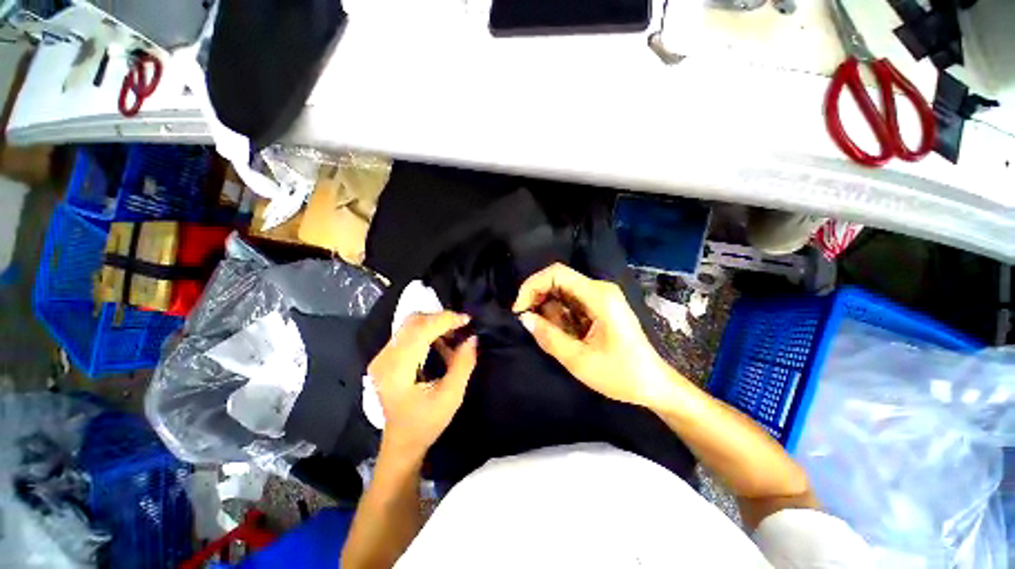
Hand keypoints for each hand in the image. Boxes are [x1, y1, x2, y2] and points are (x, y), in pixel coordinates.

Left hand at [367, 311, 477, 457]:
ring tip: (453, 335)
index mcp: (397, 370)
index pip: (420, 330)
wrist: (402, 442)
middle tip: (462, 327)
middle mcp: (384, 358)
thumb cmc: (426, 423)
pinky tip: (440, 342)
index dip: (445, 320)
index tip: (467, 320)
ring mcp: (382, 357)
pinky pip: (408, 333)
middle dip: (440, 319)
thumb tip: (472, 337)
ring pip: (410, 325)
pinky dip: (427, 331)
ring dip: (434, 324)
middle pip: (413, 322)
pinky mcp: (385, 357)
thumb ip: (463, 364)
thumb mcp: (451, 396)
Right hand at [513, 263, 677, 407]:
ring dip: (548, 310)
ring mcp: (600, 297)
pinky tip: (561, 334)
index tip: (519, 310)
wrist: (653, 385)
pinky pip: (570, 303)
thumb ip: (548, 337)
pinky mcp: (599, 307)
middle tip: (528, 323)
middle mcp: (599, 289)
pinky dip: (559, 316)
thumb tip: (524, 318)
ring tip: (549, 335)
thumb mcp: (579, 360)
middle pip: (557, 280)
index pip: (556, 273)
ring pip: (562, 292)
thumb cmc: (621, 375)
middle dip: (537, 298)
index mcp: (599, 296)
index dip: (532, 286)